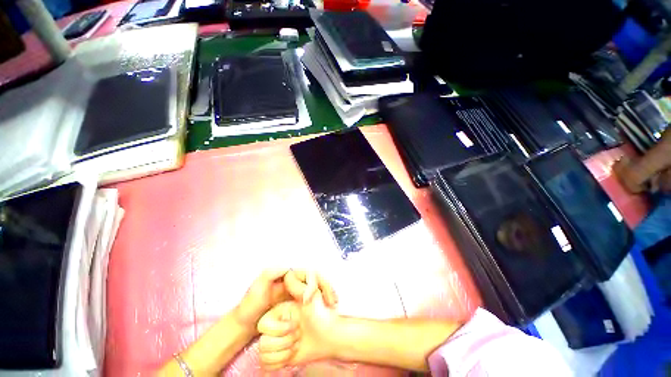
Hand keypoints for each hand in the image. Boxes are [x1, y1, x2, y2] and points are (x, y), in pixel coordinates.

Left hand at [234, 269, 337, 332]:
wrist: (245, 324)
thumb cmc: (251, 305)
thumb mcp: (257, 287)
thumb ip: (270, 273)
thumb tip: (289, 266)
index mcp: (288, 276)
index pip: (308, 273)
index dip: (316, 283)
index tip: (317, 298)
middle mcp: (295, 282)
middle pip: (317, 279)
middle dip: (327, 288)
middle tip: (334, 303)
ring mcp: (297, 293)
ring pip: (318, 289)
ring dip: (328, 295)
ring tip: (334, 307)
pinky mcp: (298, 304)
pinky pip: (315, 300)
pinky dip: (323, 304)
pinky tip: (328, 311)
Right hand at [257, 277, 340, 369]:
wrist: (328, 339)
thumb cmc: (321, 316)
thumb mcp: (311, 297)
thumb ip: (298, 286)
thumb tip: (287, 274)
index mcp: (279, 312)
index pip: (264, 324)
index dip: (282, 328)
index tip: (297, 325)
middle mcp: (275, 325)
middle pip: (263, 340)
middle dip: (285, 339)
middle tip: (299, 333)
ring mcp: (275, 340)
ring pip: (263, 351)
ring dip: (284, 350)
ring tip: (297, 343)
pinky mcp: (276, 354)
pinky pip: (266, 362)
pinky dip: (281, 361)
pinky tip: (293, 354)